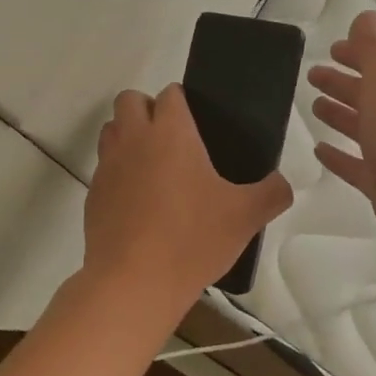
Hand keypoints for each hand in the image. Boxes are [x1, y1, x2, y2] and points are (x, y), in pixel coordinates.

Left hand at [83, 84, 293, 318]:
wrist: (134, 282)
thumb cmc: (192, 239)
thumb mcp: (245, 217)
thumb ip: (272, 193)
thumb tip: (282, 184)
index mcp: (170, 132)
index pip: (170, 93)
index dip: (182, 101)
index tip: (198, 123)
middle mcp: (134, 139)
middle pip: (129, 100)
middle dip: (147, 109)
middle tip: (173, 141)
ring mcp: (108, 166)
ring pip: (111, 130)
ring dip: (128, 136)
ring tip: (153, 166)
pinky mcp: (93, 194)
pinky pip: (103, 168)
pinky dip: (118, 173)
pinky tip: (138, 202)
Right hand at [308, 11, 375, 293]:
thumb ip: (374, 53)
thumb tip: (368, 15)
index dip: (357, 55)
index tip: (331, 49)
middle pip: (371, 96)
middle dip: (344, 83)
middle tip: (312, 76)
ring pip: (364, 129)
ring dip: (341, 115)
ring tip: (314, 107)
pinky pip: (357, 165)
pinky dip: (340, 155)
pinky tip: (320, 150)